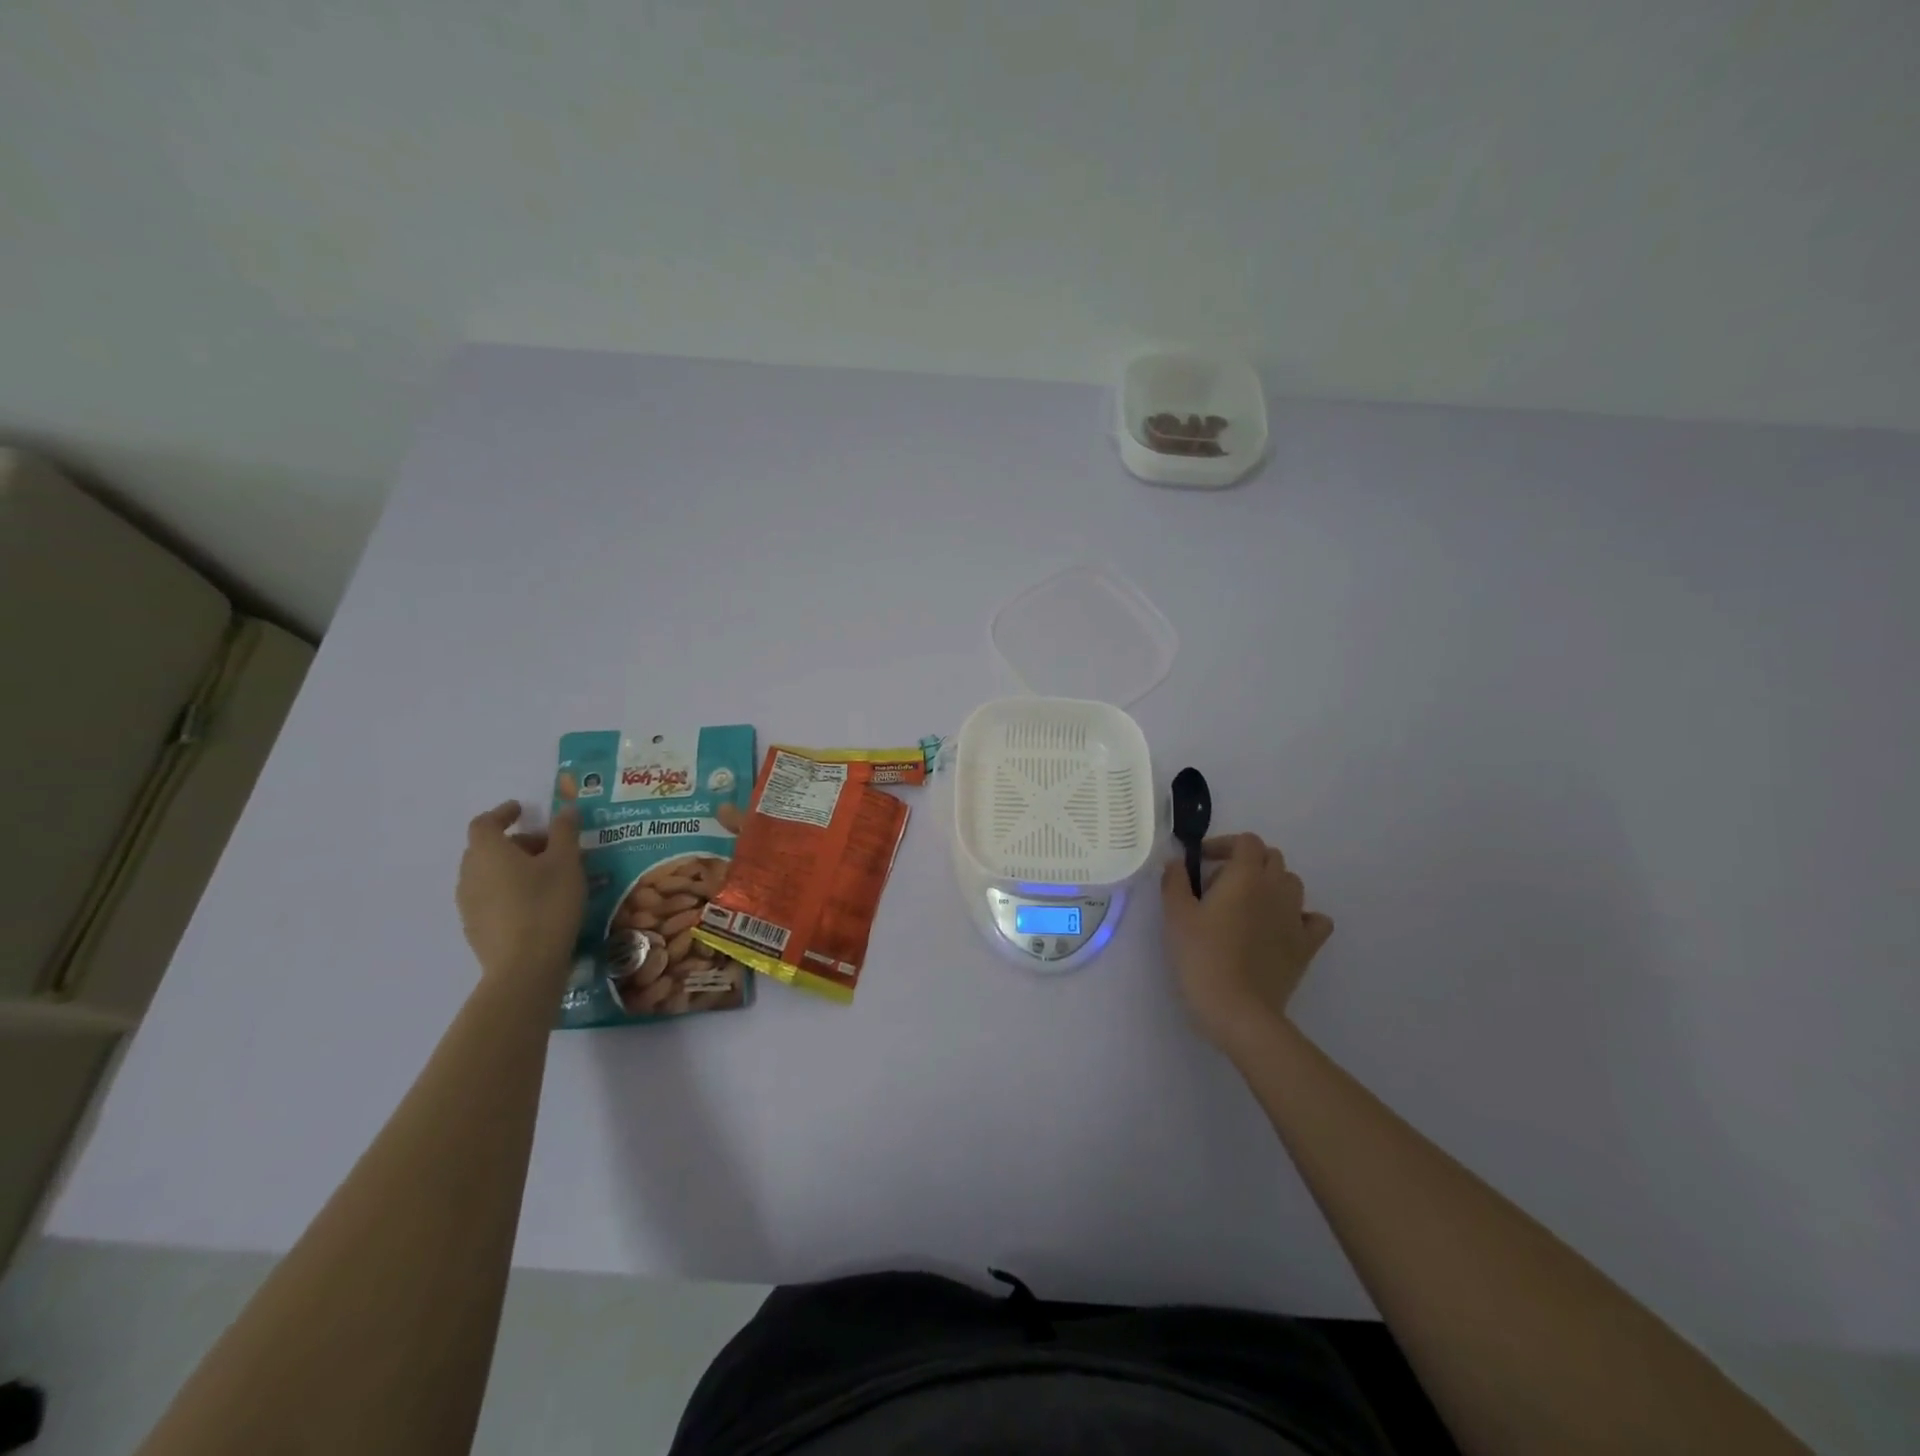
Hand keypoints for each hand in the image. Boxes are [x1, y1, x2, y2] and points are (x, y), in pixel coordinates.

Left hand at [457, 793, 584, 985]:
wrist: (525, 966)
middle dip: (515, 842)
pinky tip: (536, 904)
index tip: (522, 810)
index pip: (485, 823)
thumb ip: (565, 832)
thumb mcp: (567, 862)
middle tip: (548, 846)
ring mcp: (468, 904)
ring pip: (488, 874)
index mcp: (488, 852)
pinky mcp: (475, 929)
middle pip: (486, 848)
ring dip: (512, 868)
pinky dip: (509, 890)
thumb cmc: (547, 904)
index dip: (503, 813)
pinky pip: (490, 897)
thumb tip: (565, 809)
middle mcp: (470, 874)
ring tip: (546, 877)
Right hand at [1160, 833, 1333, 1055]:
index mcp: (1245, 876)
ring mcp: (1296, 917)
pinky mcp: (1307, 945)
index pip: (1246, 841)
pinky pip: (1314, 919)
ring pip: (1292, 883)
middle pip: (1271, 858)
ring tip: (1246, 906)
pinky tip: (1281, 927)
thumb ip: (1175, 881)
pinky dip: (1300, 916)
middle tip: (1218, 885)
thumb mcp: (1176, 915)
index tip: (1201, 861)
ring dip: (1271, 885)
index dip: (1223, 844)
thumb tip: (1177, 862)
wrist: (1238, 1010)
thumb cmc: (1202, 957)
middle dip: (1246, 862)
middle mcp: (1276, 888)